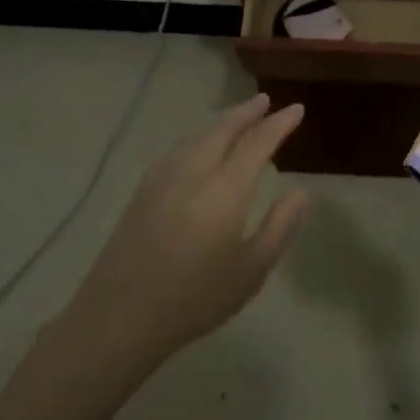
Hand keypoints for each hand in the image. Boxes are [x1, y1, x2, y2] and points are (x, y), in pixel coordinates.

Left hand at [68, 94, 309, 370]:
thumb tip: (300, 192)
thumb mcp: (251, 271)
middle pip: (223, 129)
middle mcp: (193, 172)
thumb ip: (279, 226)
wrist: (119, 318)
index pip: (257, 143)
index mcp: (224, 190)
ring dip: (222, 122)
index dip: (279, 124)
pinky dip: (200, 137)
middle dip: (247, 112)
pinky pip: (180, 149)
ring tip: (239, 118)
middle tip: (266, 101)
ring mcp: (163, 178)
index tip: (296, 109)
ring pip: (198, 136)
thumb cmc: (195, 299)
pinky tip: (201, 146)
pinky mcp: (143, 190)